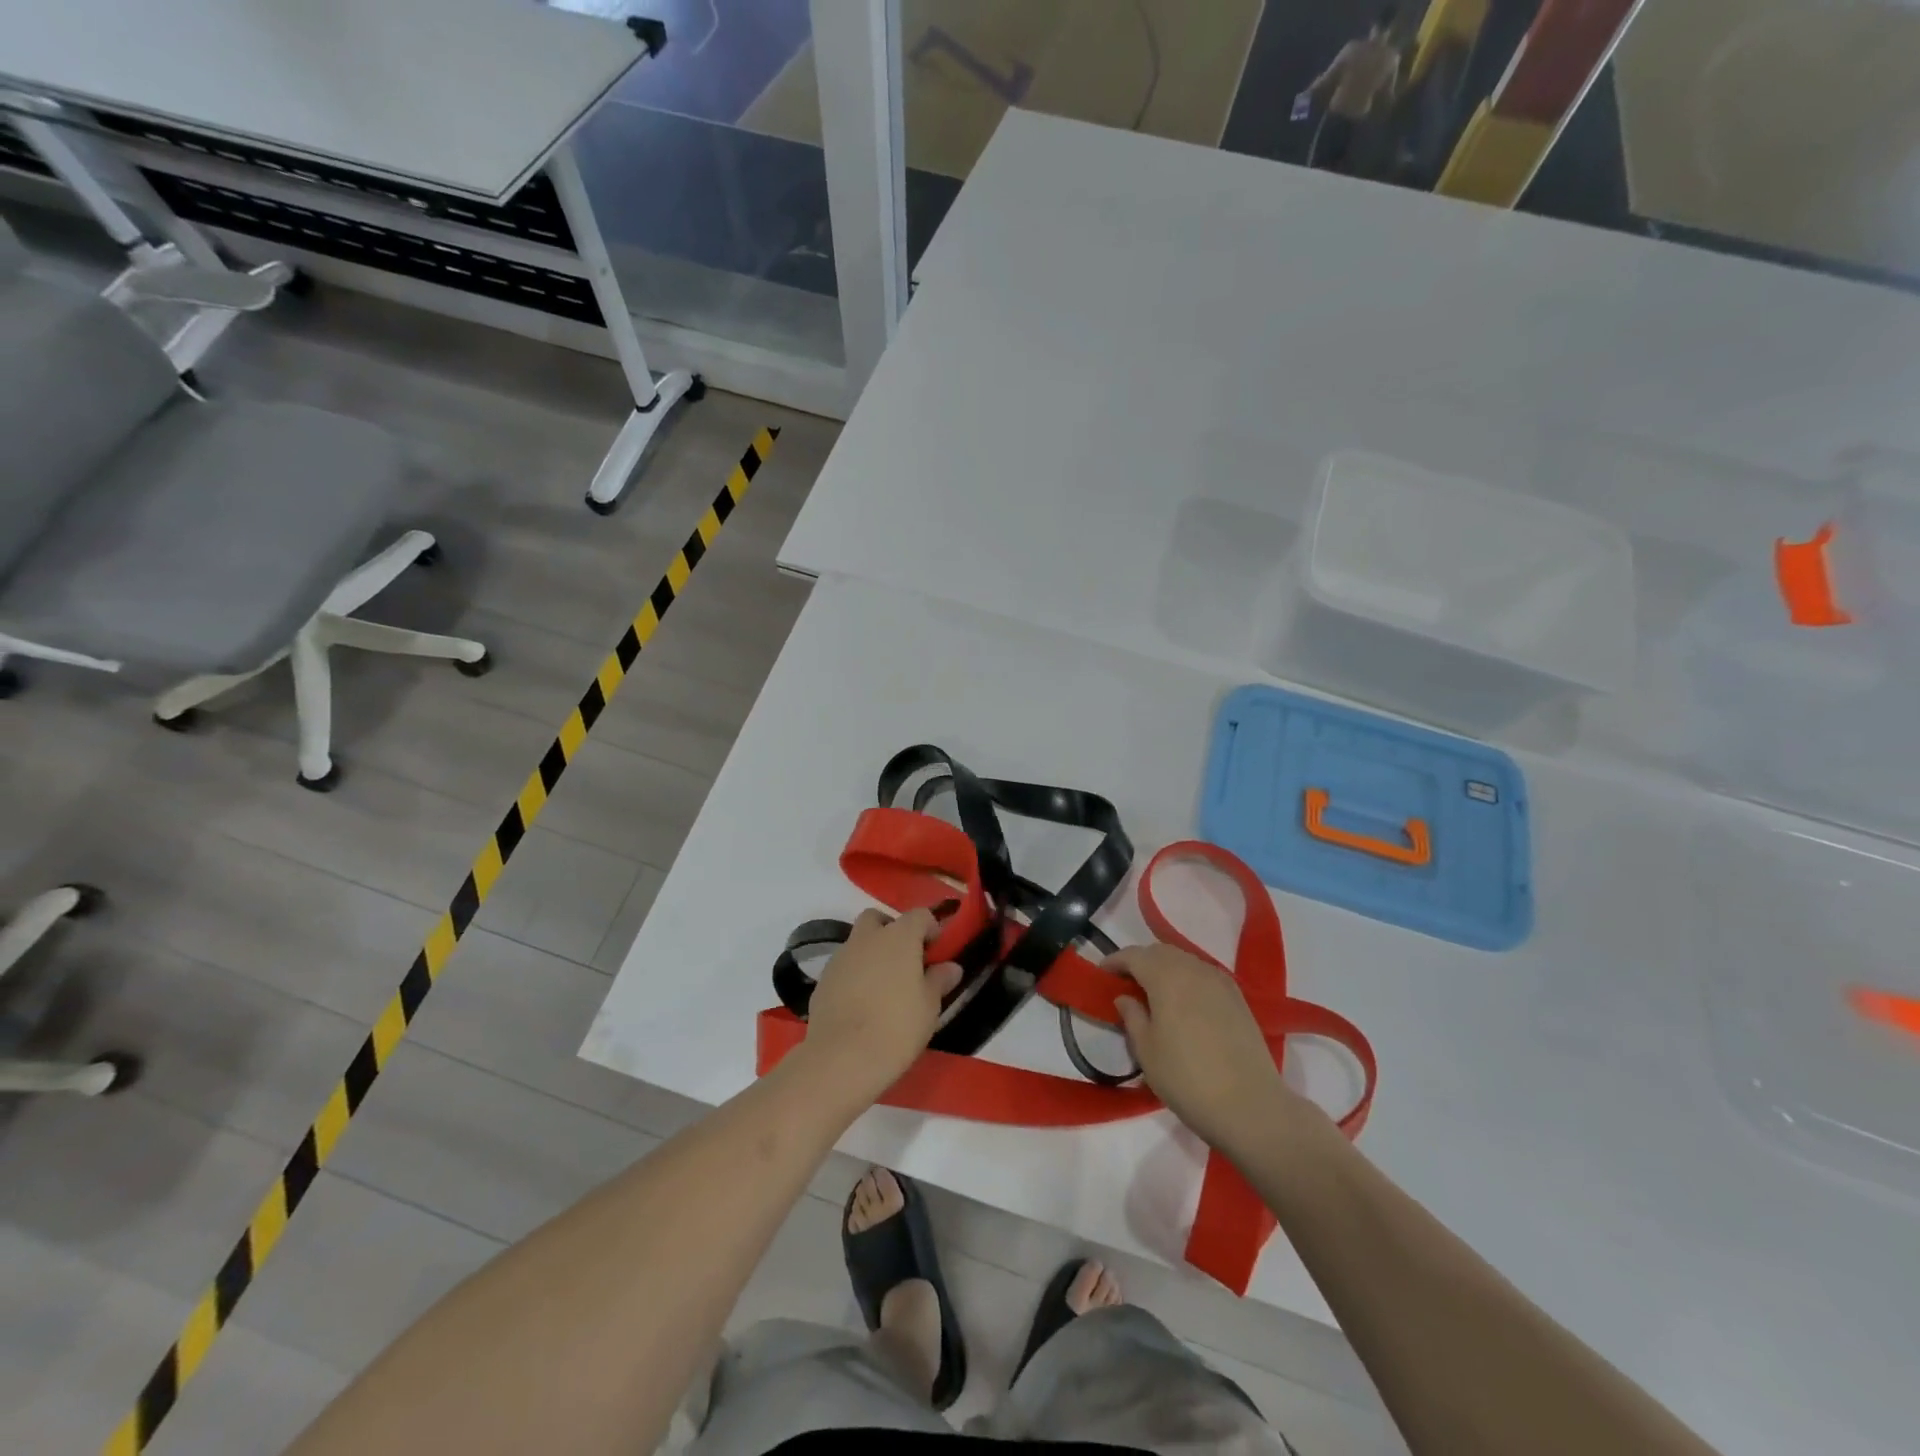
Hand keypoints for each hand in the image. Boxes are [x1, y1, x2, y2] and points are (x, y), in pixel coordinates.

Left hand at [801, 909, 961, 1105]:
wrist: (842, 1058)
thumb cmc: (897, 1027)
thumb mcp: (930, 1006)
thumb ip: (939, 980)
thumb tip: (950, 967)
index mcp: (899, 936)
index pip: (919, 915)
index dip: (931, 928)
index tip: (937, 951)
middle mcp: (868, 938)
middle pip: (879, 919)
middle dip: (892, 931)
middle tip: (906, 961)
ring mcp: (841, 957)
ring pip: (858, 941)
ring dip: (872, 953)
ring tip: (884, 986)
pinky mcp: (822, 979)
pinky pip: (844, 966)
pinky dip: (855, 974)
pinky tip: (862, 1003)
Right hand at [1108, 942, 1304, 1159]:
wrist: (1250, 1106)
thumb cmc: (1187, 1079)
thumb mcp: (1147, 1051)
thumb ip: (1132, 1016)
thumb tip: (1125, 997)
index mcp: (1166, 977)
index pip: (1134, 955)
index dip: (1114, 961)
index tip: (1101, 974)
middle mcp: (1193, 969)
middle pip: (1160, 952)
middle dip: (1139, 961)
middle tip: (1125, 983)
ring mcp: (1220, 982)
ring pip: (1184, 960)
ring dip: (1164, 968)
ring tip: (1153, 993)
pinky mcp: (1238, 998)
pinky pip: (1204, 974)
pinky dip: (1187, 978)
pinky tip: (1183, 1002)